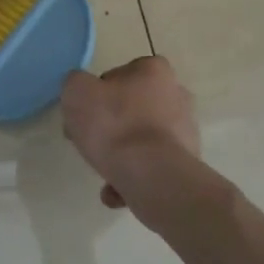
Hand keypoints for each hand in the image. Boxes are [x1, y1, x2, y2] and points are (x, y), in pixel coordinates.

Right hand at [60, 57, 201, 211]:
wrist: (152, 176)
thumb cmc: (114, 125)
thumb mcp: (76, 92)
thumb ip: (75, 83)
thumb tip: (83, 90)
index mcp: (154, 71)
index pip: (121, 73)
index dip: (98, 93)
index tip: (85, 112)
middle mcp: (176, 95)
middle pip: (132, 108)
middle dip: (110, 126)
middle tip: (89, 141)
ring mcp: (185, 131)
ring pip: (142, 139)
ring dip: (121, 155)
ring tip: (102, 173)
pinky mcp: (187, 163)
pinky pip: (152, 166)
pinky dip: (134, 177)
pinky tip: (115, 192)